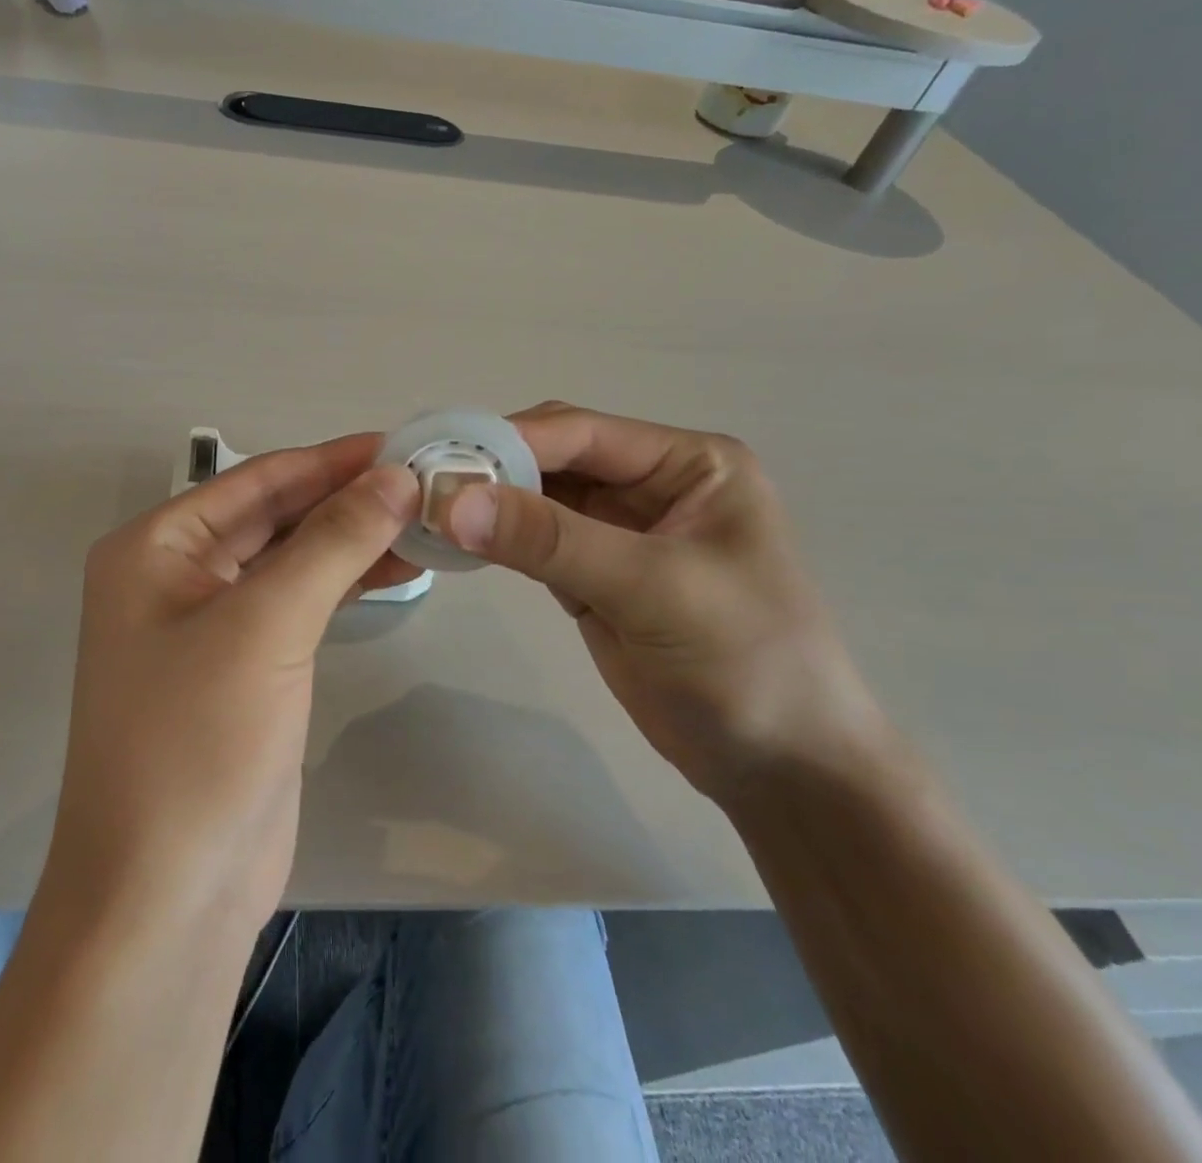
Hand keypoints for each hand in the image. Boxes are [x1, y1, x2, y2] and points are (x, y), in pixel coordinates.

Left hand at [43, 435, 418, 937]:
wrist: (169, 895)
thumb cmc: (196, 742)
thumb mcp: (265, 625)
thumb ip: (332, 542)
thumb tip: (396, 476)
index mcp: (156, 547)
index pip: (258, 479)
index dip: (332, 459)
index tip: (404, 443)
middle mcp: (177, 574)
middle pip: (276, 515)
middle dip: (347, 498)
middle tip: (429, 478)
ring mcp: (212, 624)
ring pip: (293, 559)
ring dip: (354, 539)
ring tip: (428, 518)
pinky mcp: (248, 668)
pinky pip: (301, 604)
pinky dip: (346, 582)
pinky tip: (399, 566)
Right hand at [441, 402, 887, 802]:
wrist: (780, 770)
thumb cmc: (744, 664)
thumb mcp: (652, 589)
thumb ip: (552, 540)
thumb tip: (452, 500)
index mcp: (689, 463)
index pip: (583, 432)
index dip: (509, 439)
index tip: (439, 458)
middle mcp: (651, 484)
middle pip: (554, 458)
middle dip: (492, 469)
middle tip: (421, 484)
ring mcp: (619, 531)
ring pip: (538, 499)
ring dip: (487, 504)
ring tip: (424, 510)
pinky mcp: (594, 575)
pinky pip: (533, 542)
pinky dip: (495, 540)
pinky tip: (453, 542)